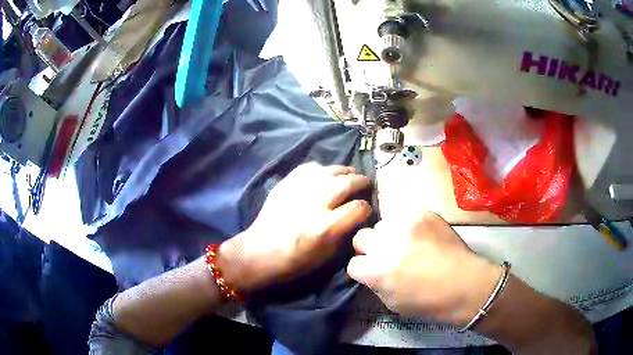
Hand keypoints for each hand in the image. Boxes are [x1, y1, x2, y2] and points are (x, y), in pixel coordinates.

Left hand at [220, 163, 371, 291]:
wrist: (260, 252)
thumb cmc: (295, 261)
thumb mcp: (326, 255)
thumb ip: (344, 232)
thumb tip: (356, 215)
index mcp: (326, 226)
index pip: (358, 208)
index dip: (366, 208)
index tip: (366, 208)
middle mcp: (315, 204)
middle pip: (347, 183)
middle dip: (361, 182)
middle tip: (365, 184)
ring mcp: (299, 190)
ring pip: (330, 170)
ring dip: (344, 171)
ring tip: (349, 174)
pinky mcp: (286, 184)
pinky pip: (309, 168)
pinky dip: (322, 169)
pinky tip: (325, 174)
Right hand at [347, 211, 500, 325]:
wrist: (465, 284)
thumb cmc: (429, 302)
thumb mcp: (392, 303)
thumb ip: (375, 284)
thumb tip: (370, 270)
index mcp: (376, 271)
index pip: (352, 264)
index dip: (362, 270)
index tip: (372, 272)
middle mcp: (385, 244)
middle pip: (361, 237)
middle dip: (370, 248)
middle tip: (387, 254)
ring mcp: (405, 224)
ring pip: (382, 223)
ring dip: (389, 234)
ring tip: (406, 242)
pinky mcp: (423, 213)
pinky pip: (403, 212)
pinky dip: (407, 223)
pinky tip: (419, 233)